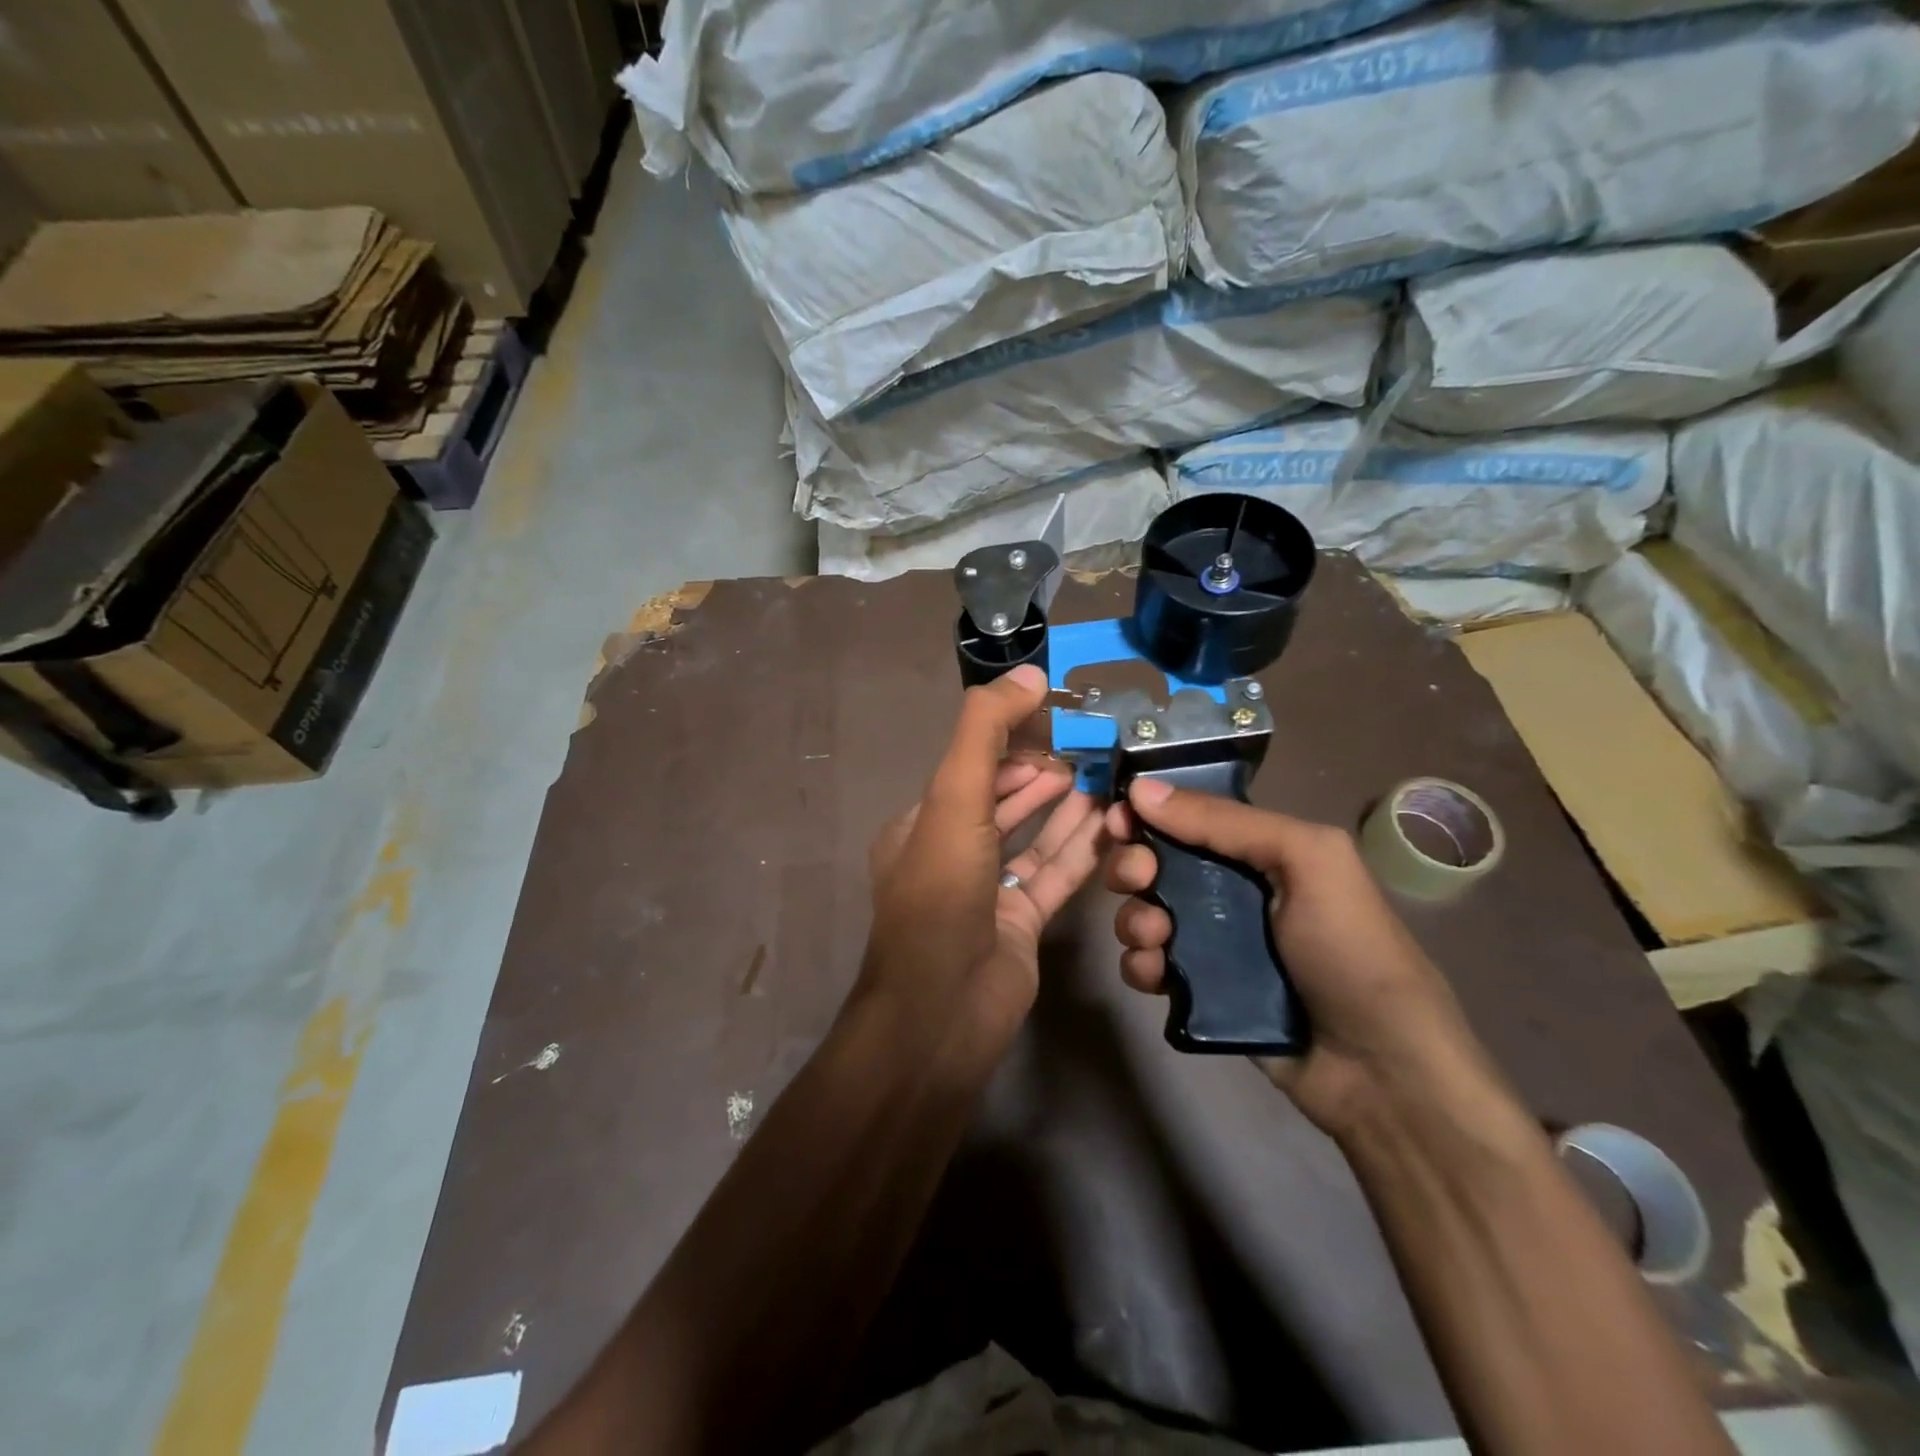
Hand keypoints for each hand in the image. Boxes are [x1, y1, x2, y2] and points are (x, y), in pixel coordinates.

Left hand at [864, 665, 1106, 1048]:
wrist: (944, 1010)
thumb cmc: (942, 894)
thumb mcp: (953, 800)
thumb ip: (985, 732)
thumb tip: (1028, 673)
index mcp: (922, 826)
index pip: (970, 770)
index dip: (1010, 744)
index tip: (1055, 721)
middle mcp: (952, 856)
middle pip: (1003, 802)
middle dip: (1043, 774)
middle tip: (1090, 749)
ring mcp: (988, 893)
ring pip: (1033, 838)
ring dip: (1066, 808)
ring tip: (1106, 777)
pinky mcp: (1021, 925)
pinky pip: (1054, 875)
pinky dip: (1080, 849)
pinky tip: (1111, 823)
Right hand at [1105, 779, 1507, 1138]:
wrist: (1381, 1070)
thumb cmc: (1351, 949)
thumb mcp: (1307, 861)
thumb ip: (1225, 822)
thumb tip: (1141, 788)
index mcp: (1260, 853)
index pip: (1189, 819)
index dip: (1148, 814)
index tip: (1117, 819)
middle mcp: (1231, 893)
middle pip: (1158, 865)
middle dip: (1133, 866)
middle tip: (1137, 879)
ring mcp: (1213, 945)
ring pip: (1145, 915)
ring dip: (1134, 919)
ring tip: (1155, 938)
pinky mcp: (1199, 992)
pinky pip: (1149, 967)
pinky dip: (1141, 965)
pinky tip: (1155, 974)